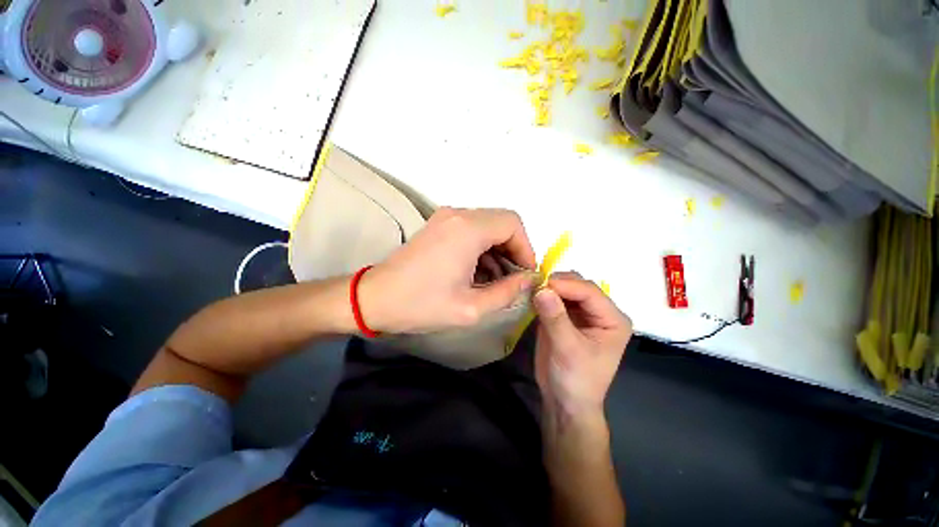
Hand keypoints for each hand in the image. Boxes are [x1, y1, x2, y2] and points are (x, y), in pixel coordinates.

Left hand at [360, 207, 538, 333]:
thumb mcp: (471, 307)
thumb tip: (528, 279)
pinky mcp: (438, 226)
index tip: (524, 274)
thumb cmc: (421, 304)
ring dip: (497, 250)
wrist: (375, 299)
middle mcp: (458, 215)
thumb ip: (507, 292)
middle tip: (512, 279)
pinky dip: (481, 248)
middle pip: (501, 222)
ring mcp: (446, 218)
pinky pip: (471, 230)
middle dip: (513, 250)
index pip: (513, 224)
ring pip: (487, 226)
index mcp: (468, 229)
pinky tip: (477, 273)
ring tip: (494, 281)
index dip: (525, 248)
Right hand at [533, 273, 631, 424]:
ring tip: (531, 290)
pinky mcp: (566, 318)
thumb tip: (541, 289)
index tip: (541, 284)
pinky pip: (554, 299)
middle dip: (557, 284)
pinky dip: (543, 296)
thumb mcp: (567, 349)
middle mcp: (599, 312)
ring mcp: (582, 314)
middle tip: (534, 286)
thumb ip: (555, 318)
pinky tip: (532, 297)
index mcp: (612, 319)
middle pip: (578, 286)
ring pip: (565, 289)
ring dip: (549, 288)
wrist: (565, 403)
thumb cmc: (576, 380)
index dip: (566, 285)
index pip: (589, 292)